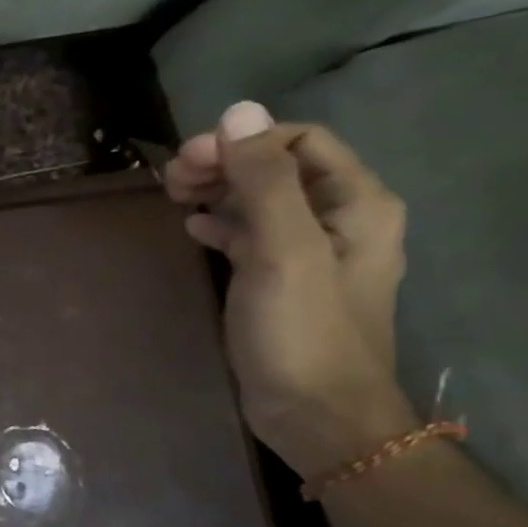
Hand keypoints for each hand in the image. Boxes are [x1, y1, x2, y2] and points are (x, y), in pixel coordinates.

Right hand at [163, 101, 418, 478]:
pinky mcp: (282, 282)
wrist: (316, 415)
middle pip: (279, 168)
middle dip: (225, 163)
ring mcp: (310, 253)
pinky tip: (193, 229)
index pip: (300, 141)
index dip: (243, 142)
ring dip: (219, 191)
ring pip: (262, 201)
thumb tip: (237, 111)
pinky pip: (252, 235)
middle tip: (171, 178)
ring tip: (173, 197)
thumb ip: (264, 180)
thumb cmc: (303, 331)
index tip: (188, 160)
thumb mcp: (283, 249)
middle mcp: (340, 220)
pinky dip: (222, 224)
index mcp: (356, 204)